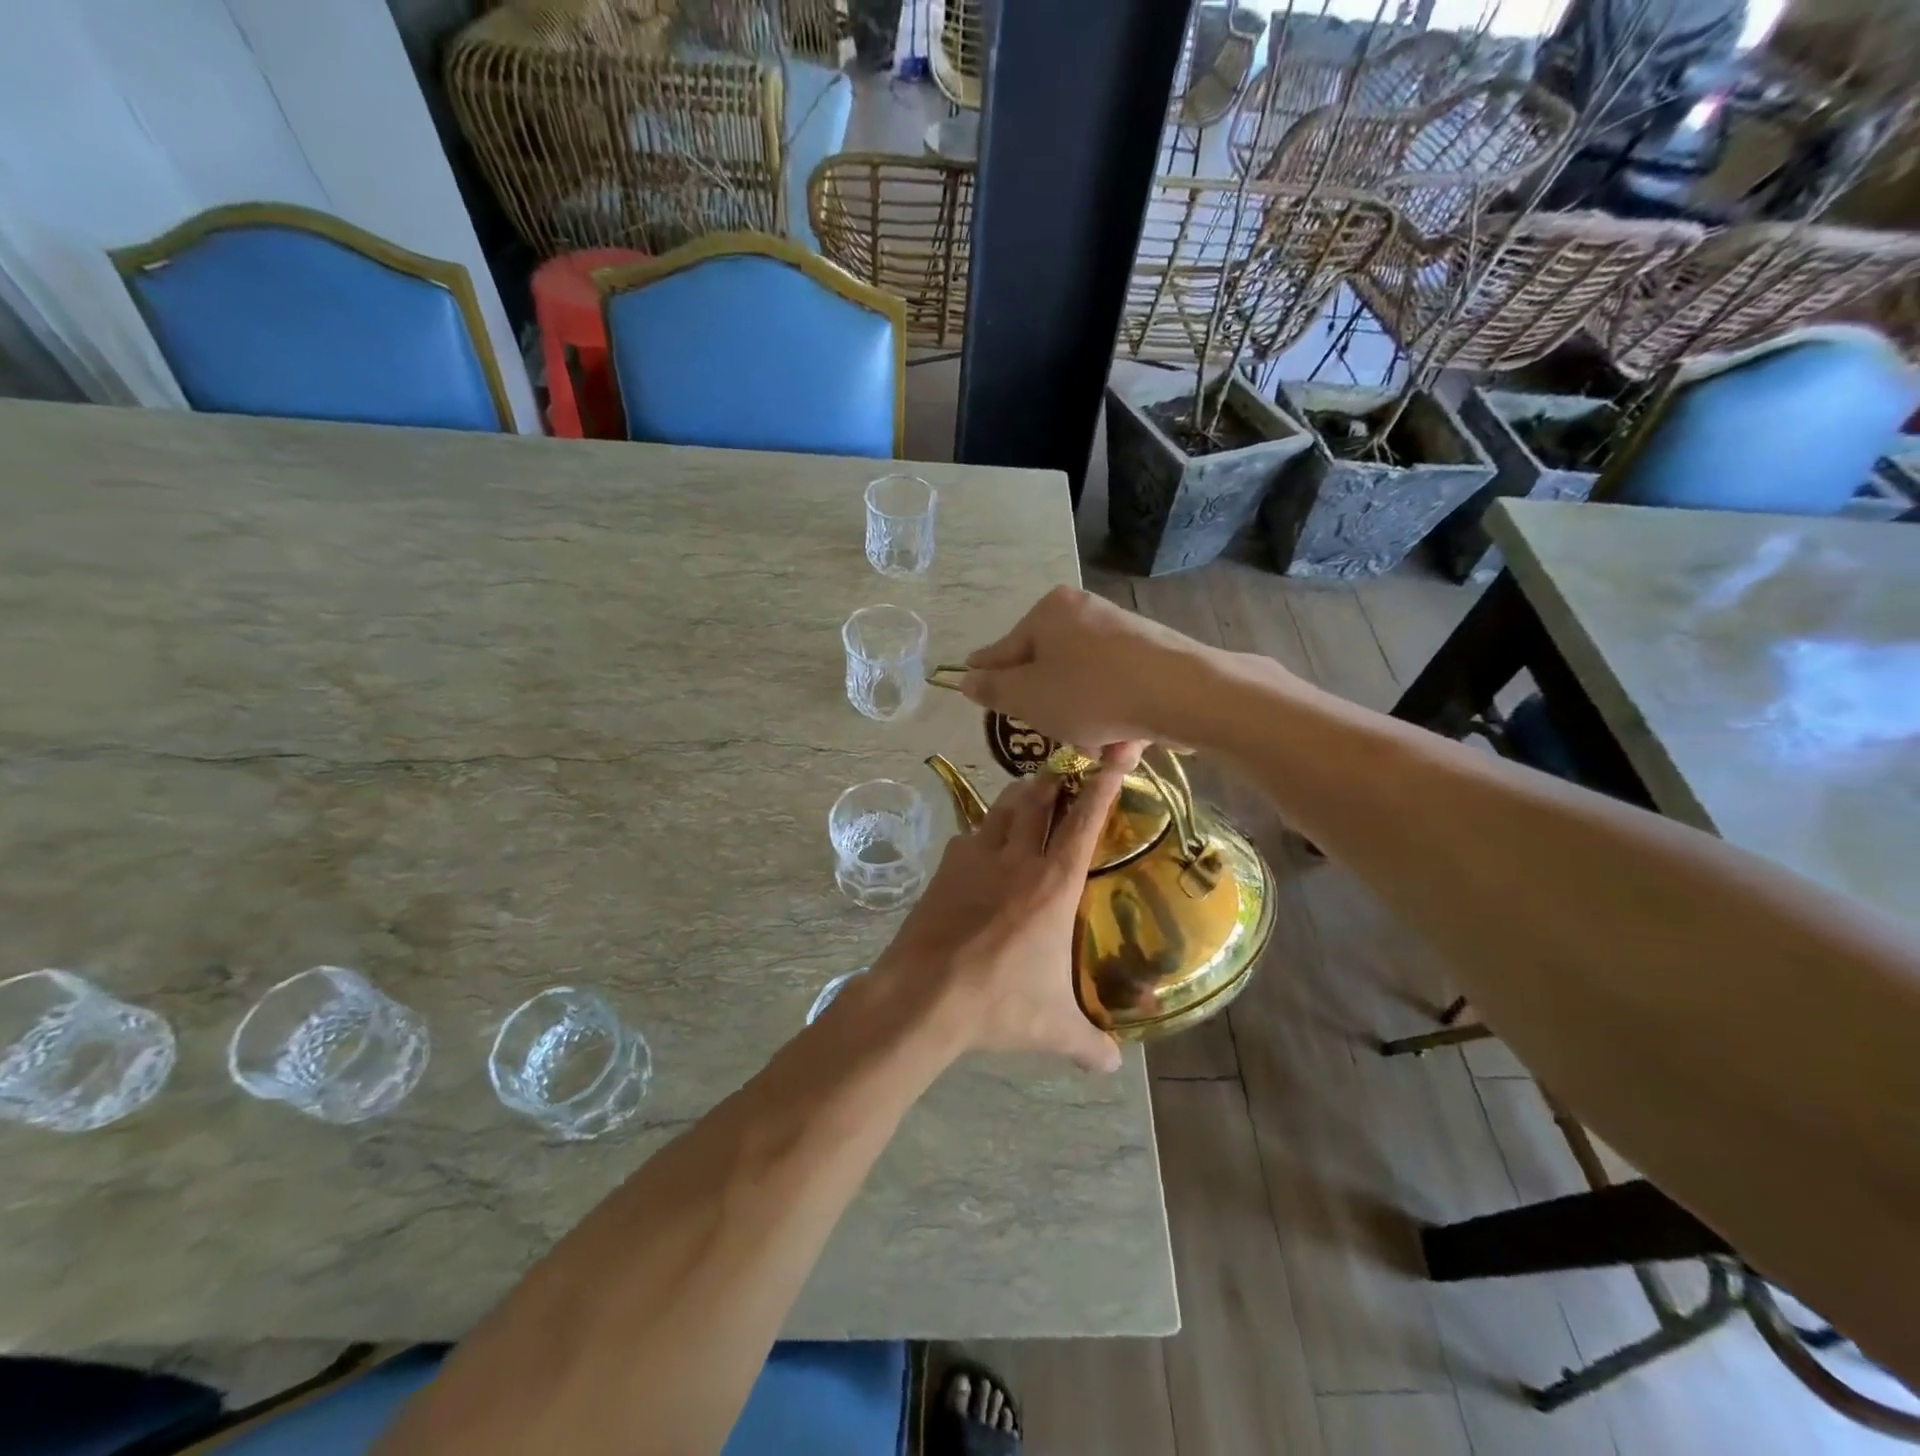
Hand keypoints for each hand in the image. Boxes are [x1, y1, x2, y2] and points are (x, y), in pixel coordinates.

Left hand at [871, 769, 1125, 1073]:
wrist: (923, 994)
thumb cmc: (998, 1003)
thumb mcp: (1053, 1028)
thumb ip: (1089, 1045)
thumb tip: (1115, 1067)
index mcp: (1054, 883)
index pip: (1086, 820)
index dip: (1104, 783)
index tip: (1116, 752)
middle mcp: (1017, 859)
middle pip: (1038, 798)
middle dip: (1056, 776)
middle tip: (1066, 766)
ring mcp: (975, 858)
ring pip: (1001, 808)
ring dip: (1019, 794)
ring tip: (1028, 790)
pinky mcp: (944, 868)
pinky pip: (968, 836)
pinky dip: (981, 831)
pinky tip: (980, 844)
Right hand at [959, 586, 1215, 761]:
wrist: (1184, 693)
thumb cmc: (1091, 693)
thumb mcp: (1028, 698)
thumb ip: (993, 690)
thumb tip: (967, 678)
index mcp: (1049, 612)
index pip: (1005, 650)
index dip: (989, 677)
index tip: (975, 692)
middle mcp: (1085, 612)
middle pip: (1049, 671)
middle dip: (1052, 712)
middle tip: (1056, 737)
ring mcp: (1122, 633)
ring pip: (1085, 688)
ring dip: (1087, 725)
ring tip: (1102, 751)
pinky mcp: (1153, 657)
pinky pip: (1118, 692)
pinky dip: (1117, 720)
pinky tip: (1126, 746)